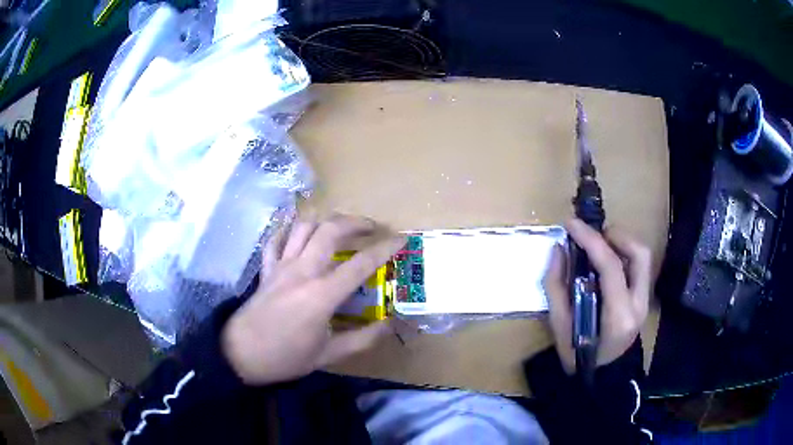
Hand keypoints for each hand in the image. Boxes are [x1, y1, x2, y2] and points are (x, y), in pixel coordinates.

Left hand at [221, 214, 404, 384]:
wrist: (241, 354)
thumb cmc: (286, 358)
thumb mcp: (329, 355)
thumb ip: (363, 339)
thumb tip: (391, 326)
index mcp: (321, 294)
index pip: (360, 264)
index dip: (385, 249)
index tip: (401, 239)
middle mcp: (302, 271)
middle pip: (330, 230)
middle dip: (355, 222)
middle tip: (371, 227)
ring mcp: (281, 266)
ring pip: (302, 227)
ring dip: (324, 220)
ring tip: (339, 226)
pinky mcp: (266, 269)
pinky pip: (275, 240)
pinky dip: (287, 231)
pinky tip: (297, 234)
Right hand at [543, 219, 651, 373]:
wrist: (602, 376)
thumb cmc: (578, 356)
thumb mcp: (560, 326)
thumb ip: (557, 286)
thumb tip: (558, 249)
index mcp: (617, 315)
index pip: (610, 266)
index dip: (591, 240)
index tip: (571, 224)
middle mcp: (639, 304)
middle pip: (639, 254)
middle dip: (616, 235)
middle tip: (593, 235)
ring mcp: (645, 301)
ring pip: (642, 256)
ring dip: (621, 242)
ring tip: (598, 245)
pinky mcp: (644, 298)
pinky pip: (638, 266)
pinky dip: (623, 254)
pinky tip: (606, 259)